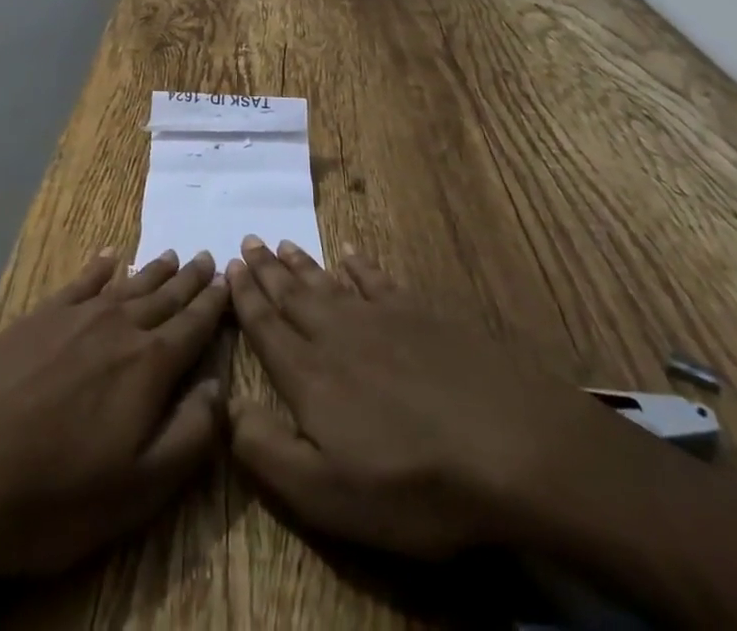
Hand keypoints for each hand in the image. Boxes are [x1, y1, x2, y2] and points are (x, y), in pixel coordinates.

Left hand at [0, 247, 231, 584]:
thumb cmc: (59, 494)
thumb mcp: (141, 488)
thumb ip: (190, 434)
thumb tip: (220, 386)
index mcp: (149, 366)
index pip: (193, 326)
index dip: (214, 305)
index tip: (228, 281)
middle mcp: (119, 327)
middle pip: (164, 297)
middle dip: (189, 280)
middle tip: (207, 257)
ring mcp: (76, 316)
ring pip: (127, 285)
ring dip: (154, 271)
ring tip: (173, 256)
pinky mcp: (39, 316)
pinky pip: (80, 281)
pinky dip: (99, 266)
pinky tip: (109, 256)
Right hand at [226, 238, 664, 559]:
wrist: (508, 445)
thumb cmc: (412, 484)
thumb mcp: (327, 494)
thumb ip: (268, 451)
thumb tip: (227, 406)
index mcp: (309, 375)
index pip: (266, 327)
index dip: (245, 299)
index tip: (230, 268)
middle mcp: (336, 333)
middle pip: (292, 295)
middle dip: (266, 270)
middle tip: (248, 241)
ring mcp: (382, 318)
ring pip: (328, 283)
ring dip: (301, 264)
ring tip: (281, 244)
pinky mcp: (422, 314)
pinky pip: (377, 280)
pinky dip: (359, 266)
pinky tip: (350, 255)